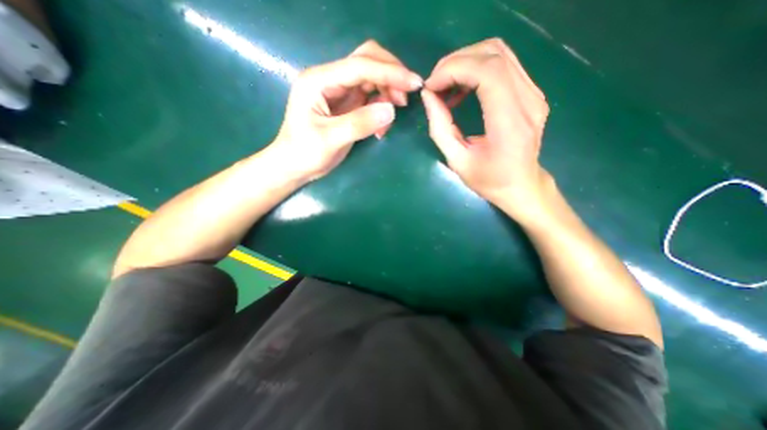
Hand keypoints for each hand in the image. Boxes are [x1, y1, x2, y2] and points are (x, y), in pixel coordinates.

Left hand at [267, 39, 422, 180]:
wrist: (294, 166)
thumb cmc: (305, 153)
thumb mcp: (330, 140)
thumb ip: (359, 123)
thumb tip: (391, 110)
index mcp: (319, 81)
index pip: (359, 66)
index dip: (389, 72)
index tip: (414, 84)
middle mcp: (330, 79)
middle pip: (366, 61)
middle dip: (391, 75)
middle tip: (405, 99)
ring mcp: (339, 91)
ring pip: (371, 78)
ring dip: (388, 92)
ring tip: (392, 117)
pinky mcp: (346, 105)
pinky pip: (371, 97)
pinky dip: (381, 107)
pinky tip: (381, 126)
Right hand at [419, 36, 551, 215]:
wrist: (522, 185)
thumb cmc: (489, 180)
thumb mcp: (457, 161)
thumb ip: (440, 128)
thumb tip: (428, 96)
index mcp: (510, 123)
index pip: (487, 72)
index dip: (454, 70)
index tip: (431, 86)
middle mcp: (528, 101)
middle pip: (493, 54)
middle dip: (456, 62)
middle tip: (435, 85)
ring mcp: (534, 93)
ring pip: (499, 53)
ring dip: (466, 62)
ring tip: (446, 85)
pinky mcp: (531, 92)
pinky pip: (503, 65)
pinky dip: (476, 69)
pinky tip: (462, 89)